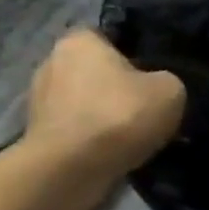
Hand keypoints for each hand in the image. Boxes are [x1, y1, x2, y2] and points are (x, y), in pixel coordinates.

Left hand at [24, 30, 184, 179]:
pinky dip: (94, 140)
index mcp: (79, 41)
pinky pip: (77, 131)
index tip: (154, 76)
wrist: (70, 172)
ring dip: (106, 117)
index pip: (110, 37)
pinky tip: (116, 153)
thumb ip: (167, 80)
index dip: (135, 54)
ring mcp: (39, 102)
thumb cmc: (119, 115)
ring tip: (135, 136)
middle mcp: (51, 63)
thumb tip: (159, 89)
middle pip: (96, 71)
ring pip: (86, 104)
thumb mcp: (170, 90)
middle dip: (118, 88)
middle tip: (148, 107)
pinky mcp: (37, 137)